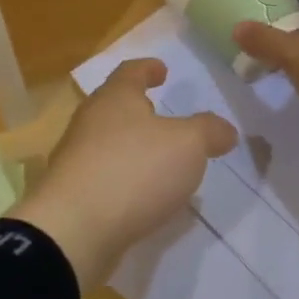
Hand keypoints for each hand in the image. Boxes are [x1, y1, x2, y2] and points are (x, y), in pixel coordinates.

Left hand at [9, 59, 237, 290]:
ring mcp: (77, 158)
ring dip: (132, 145)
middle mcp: (90, 122)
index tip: (162, 70)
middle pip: (114, 106)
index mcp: (115, 98)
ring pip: (108, 141)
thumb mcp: (188, 145)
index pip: (131, 72)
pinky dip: (124, 177)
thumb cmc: (134, 170)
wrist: (75, 230)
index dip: (148, 68)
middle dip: (138, 109)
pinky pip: (104, 176)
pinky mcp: (73, 194)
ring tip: (159, 158)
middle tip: (162, 114)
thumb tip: (225, 130)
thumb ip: (208, 132)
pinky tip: (143, 194)